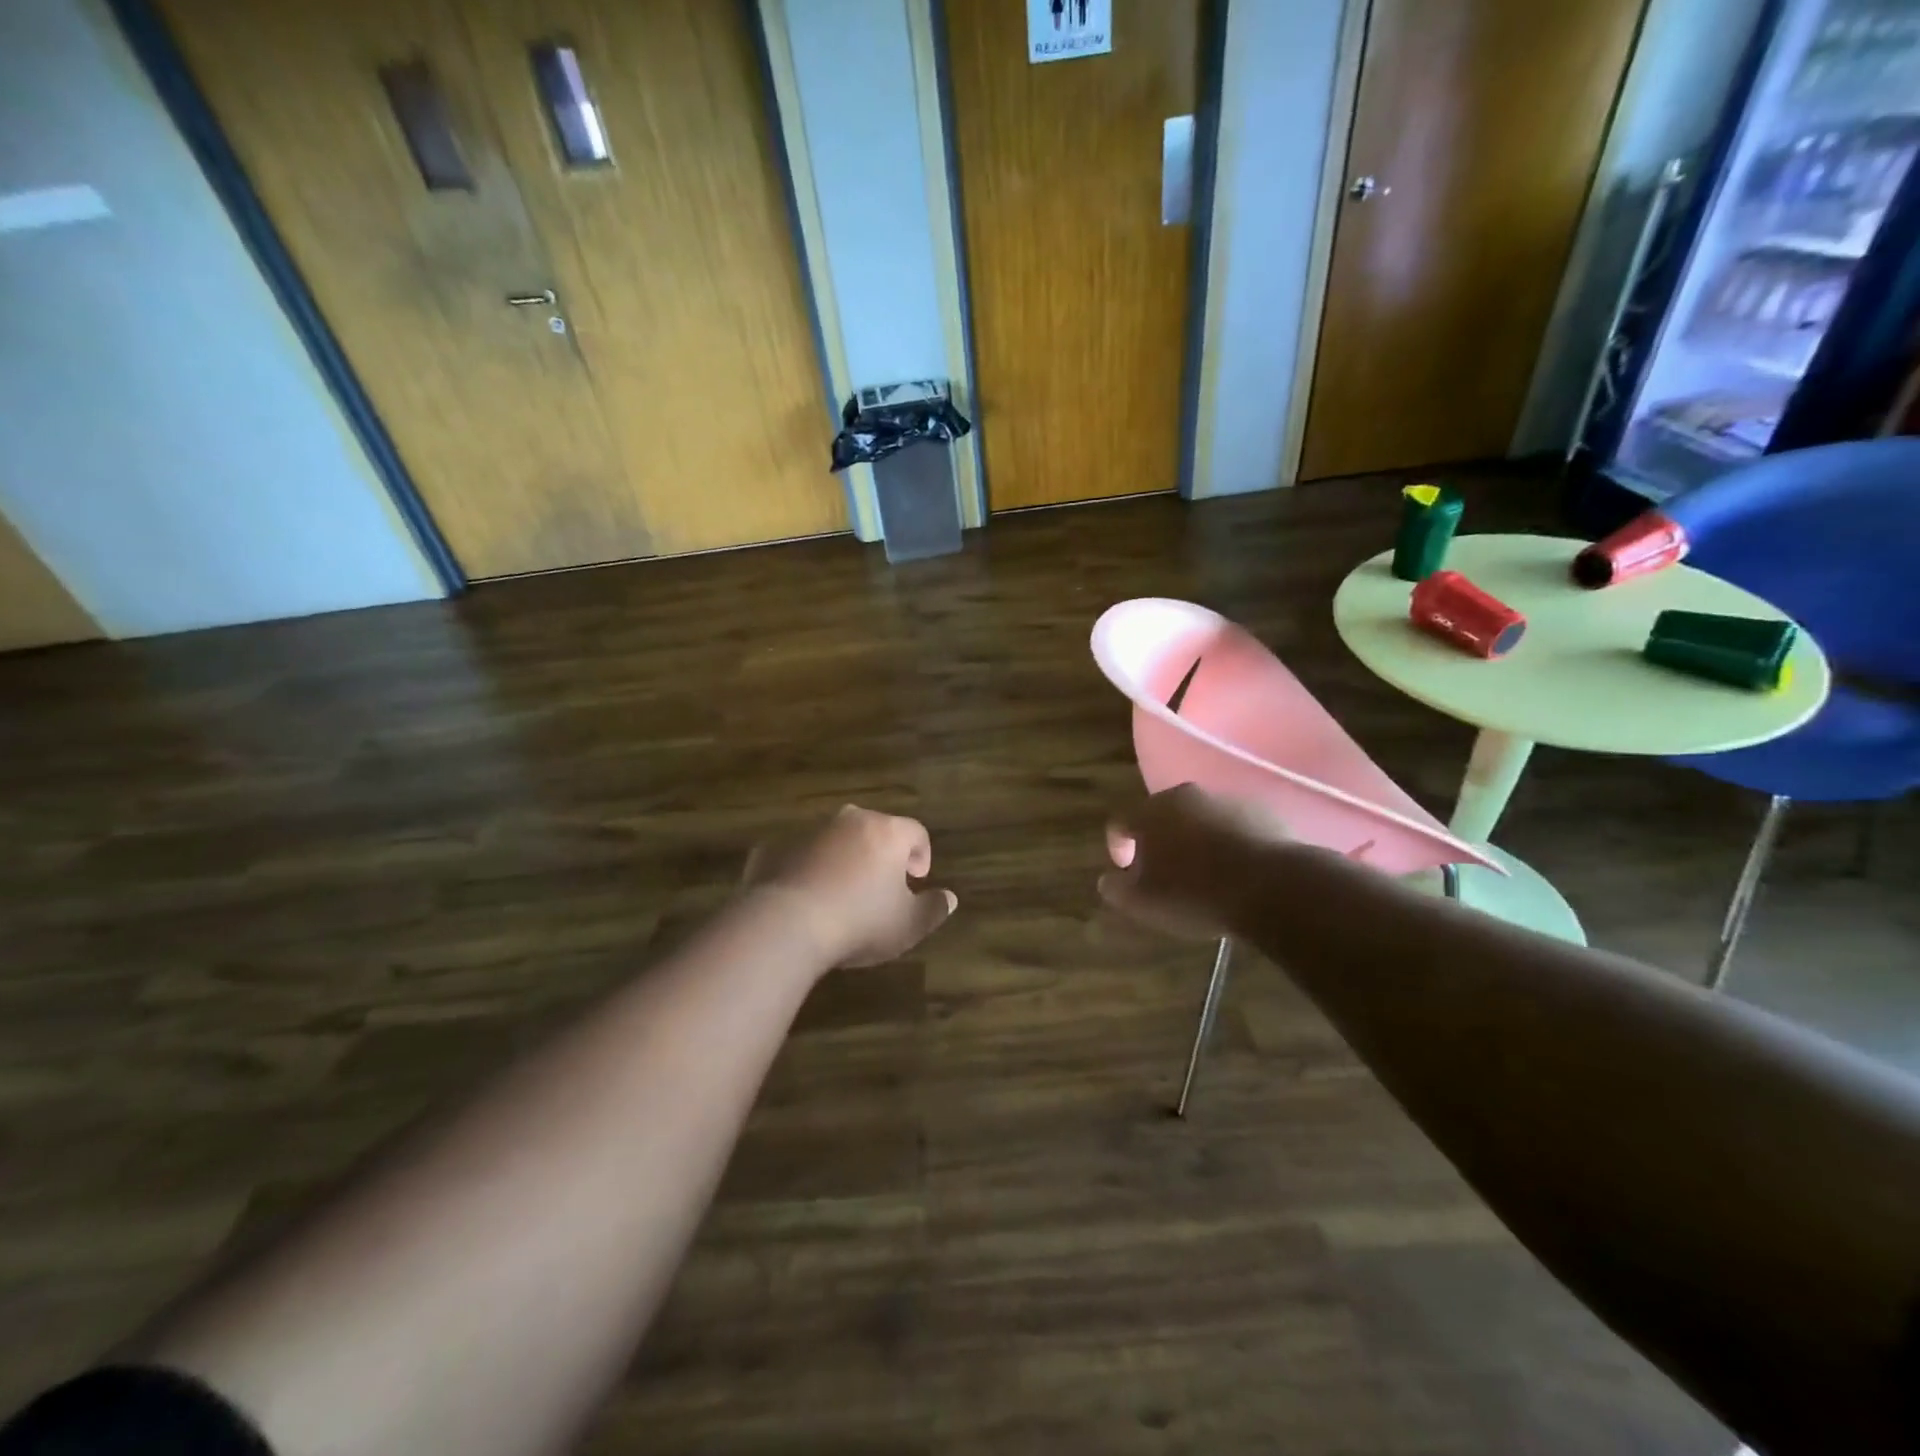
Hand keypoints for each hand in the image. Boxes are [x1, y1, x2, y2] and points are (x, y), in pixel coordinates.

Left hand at [743, 805, 956, 968]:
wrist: (785, 925)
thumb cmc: (859, 922)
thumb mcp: (908, 925)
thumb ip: (933, 909)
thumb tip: (950, 898)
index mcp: (886, 832)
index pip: (915, 831)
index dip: (921, 853)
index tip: (917, 878)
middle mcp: (848, 821)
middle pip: (874, 829)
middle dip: (881, 853)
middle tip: (881, 885)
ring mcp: (808, 831)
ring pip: (834, 840)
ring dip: (842, 859)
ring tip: (841, 894)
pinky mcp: (774, 848)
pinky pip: (798, 855)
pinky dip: (805, 870)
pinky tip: (804, 899)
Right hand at [1100, 784, 1290, 938]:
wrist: (1273, 888)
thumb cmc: (1196, 894)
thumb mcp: (1145, 903)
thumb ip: (1117, 889)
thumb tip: (1108, 880)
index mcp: (1151, 812)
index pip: (1120, 821)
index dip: (1118, 846)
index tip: (1126, 871)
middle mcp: (1186, 795)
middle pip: (1161, 815)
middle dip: (1158, 841)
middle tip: (1164, 873)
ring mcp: (1226, 799)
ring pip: (1199, 818)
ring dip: (1195, 839)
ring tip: (1205, 874)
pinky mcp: (1261, 811)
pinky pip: (1233, 825)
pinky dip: (1228, 841)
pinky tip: (1236, 870)